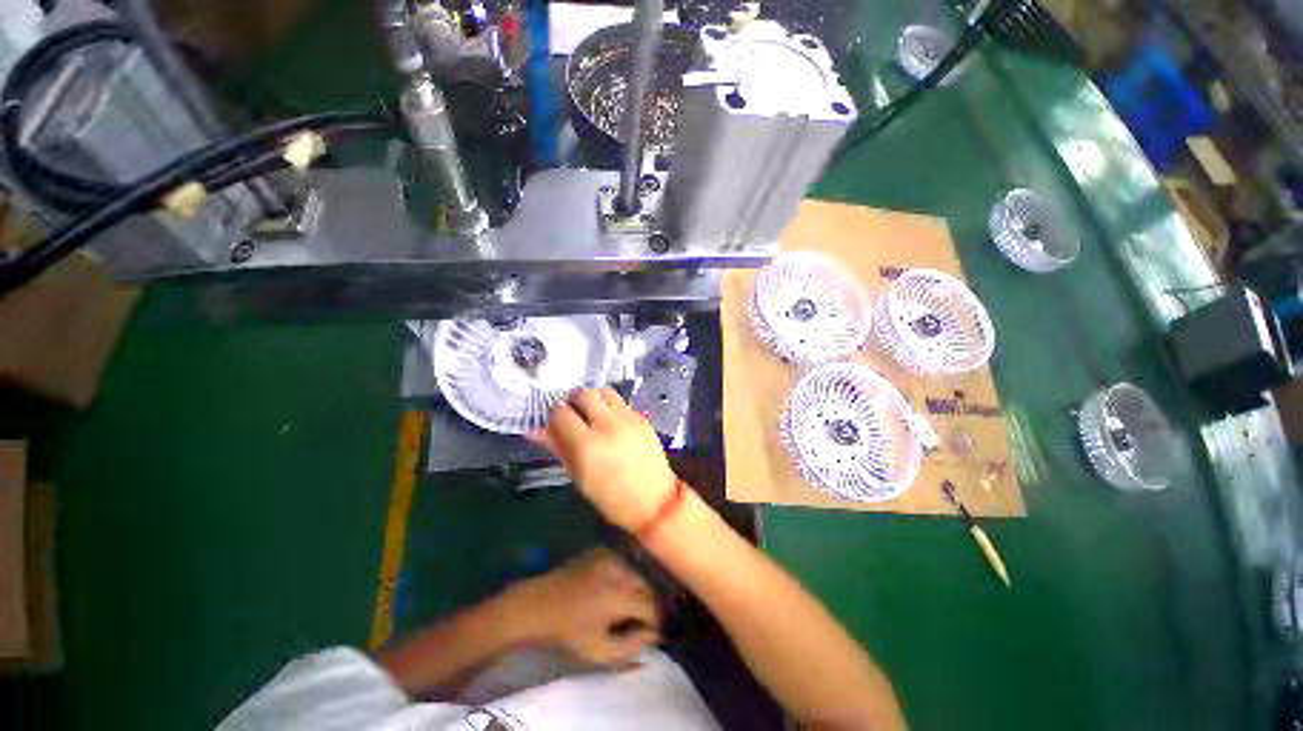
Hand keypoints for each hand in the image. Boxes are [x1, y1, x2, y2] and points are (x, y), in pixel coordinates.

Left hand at [507, 549, 660, 666]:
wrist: (537, 605)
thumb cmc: (567, 634)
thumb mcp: (599, 652)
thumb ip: (632, 646)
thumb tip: (656, 635)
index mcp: (619, 597)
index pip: (654, 607)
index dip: (660, 621)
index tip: (659, 632)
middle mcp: (620, 570)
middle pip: (651, 584)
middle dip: (655, 602)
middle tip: (650, 618)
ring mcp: (612, 555)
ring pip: (642, 570)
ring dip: (645, 586)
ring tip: (639, 602)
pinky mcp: (604, 549)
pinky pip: (628, 559)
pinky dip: (632, 572)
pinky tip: (626, 585)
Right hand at [527, 388, 676, 531]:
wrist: (654, 501)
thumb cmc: (611, 498)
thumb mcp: (579, 476)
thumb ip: (558, 448)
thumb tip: (535, 431)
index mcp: (586, 444)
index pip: (560, 413)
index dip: (553, 417)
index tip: (555, 425)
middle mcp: (606, 425)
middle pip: (583, 394)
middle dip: (572, 402)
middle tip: (573, 416)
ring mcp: (627, 418)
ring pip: (603, 391)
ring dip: (593, 399)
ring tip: (591, 415)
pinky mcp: (642, 417)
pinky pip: (620, 401)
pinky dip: (610, 406)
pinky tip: (610, 421)